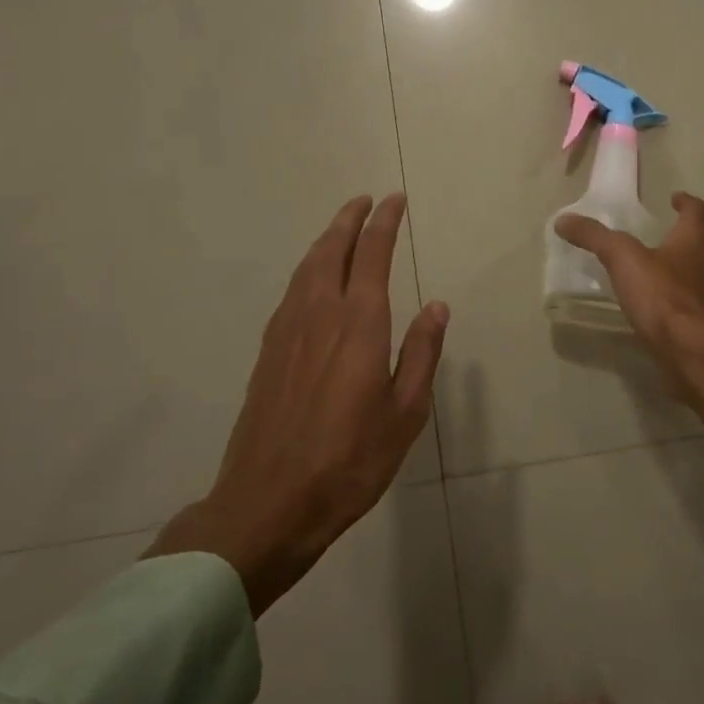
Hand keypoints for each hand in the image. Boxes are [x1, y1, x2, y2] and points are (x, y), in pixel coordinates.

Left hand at [145, 193, 448, 615]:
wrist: (269, 502)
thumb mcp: (406, 413)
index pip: (372, 256)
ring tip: (340, 229)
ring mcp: (287, 332)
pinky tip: (311, 281)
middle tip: (365, 200)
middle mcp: (319, 316)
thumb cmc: (350, 461)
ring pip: (306, 269)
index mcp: (359, 325)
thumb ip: (421, 354)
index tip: (394, 200)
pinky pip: (290, 292)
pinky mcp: (267, 353)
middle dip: (349, 220)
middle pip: (331, 251)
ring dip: (325, 240)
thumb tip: (436, 306)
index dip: (384, 224)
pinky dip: (306, 270)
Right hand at [556, 192, 703, 437]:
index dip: (686, 202)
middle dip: (687, 239)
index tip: (675, 198)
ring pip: (702, 276)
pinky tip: (661, 310)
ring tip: (660, 274)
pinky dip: (681, 302)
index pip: (696, 211)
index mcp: (692, 242)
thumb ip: (595, 237)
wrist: (690, 349)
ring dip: (687, 271)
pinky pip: (694, 306)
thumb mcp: (622, 259)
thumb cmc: (661, 295)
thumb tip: (564, 220)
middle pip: (703, 245)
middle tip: (666, 238)